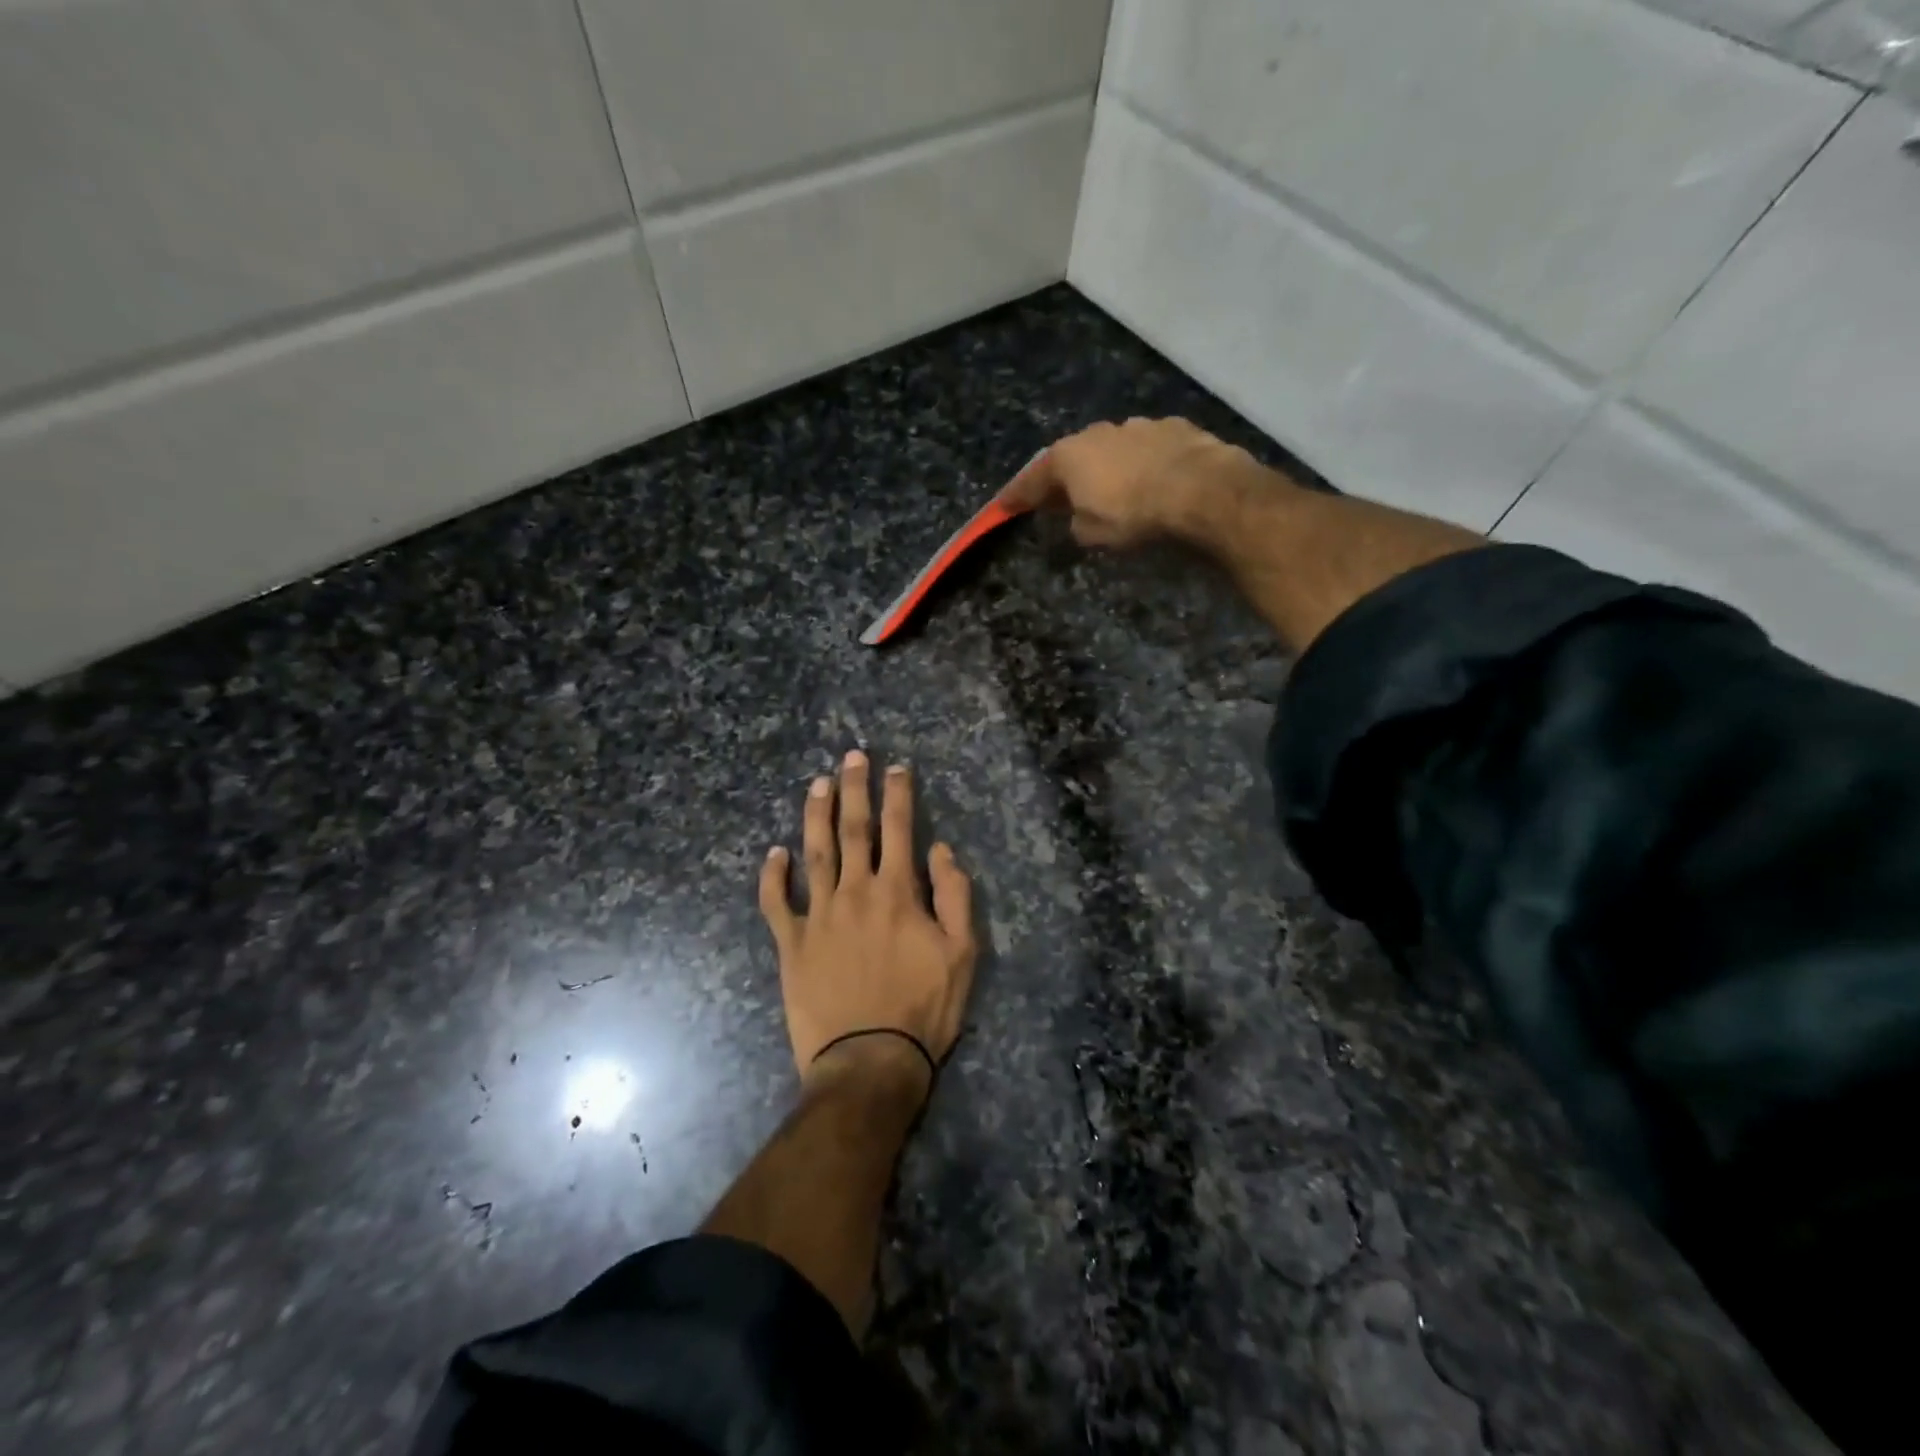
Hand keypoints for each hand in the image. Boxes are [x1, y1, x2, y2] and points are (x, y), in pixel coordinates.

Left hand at [758, 751, 976, 1097]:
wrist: (868, 1062)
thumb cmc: (923, 1009)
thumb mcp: (962, 954)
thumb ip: (955, 897)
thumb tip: (941, 850)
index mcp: (897, 893)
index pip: (899, 830)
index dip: (898, 795)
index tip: (896, 768)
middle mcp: (855, 892)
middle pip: (854, 829)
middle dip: (854, 789)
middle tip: (851, 756)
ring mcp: (818, 916)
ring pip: (815, 853)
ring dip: (816, 815)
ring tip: (817, 784)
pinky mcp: (791, 944)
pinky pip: (776, 903)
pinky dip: (772, 876)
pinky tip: (774, 853)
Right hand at [999, 417, 1268, 548]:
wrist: (1200, 490)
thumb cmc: (1133, 515)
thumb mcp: (1092, 533)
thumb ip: (1076, 523)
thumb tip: (1079, 516)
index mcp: (1069, 456)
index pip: (1033, 479)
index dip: (1018, 495)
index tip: (1004, 505)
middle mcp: (1098, 432)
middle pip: (1072, 457)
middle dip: (1065, 477)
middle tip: (1061, 497)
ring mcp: (1137, 425)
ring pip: (1111, 448)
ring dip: (1107, 467)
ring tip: (1112, 488)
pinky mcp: (1174, 428)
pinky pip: (1146, 449)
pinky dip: (1142, 463)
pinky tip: (1151, 479)